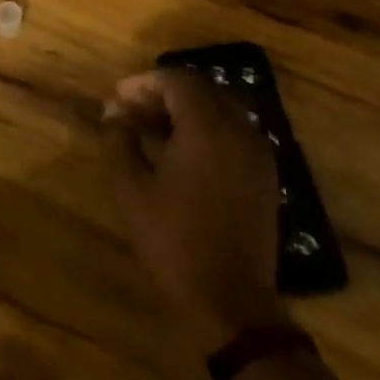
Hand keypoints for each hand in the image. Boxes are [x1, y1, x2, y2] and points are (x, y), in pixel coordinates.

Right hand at [106, 69, 289, 347]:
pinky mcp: (265, 175)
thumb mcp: (130, 189)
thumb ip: (118, 140)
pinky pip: (234, 132)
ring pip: (221, 110)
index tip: (118, 99)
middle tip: (132, 112)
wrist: (230, 299)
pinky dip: (207, 130)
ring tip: (153, 131)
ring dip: (186, 111)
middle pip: (202, 90)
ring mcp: (258, 153)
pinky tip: (182, 154)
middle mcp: (239, 131)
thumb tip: (114, 111)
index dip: (144, 83)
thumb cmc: (174, 240)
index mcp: (208, 129)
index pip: (178, 81)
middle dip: (164, 93)